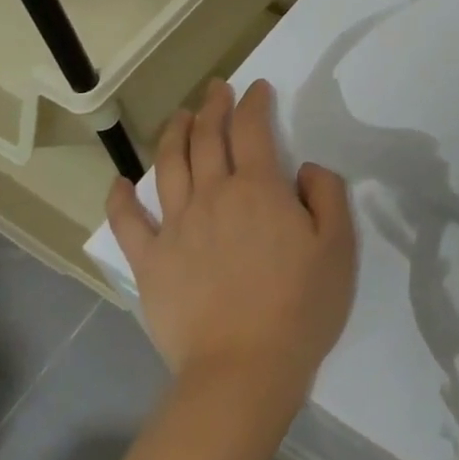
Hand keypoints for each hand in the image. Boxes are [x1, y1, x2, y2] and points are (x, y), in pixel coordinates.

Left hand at [106, 80, 355, 409]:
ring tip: (179, 116)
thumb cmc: (299, 307)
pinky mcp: (150, 261)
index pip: (252, 129)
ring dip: (173, 133)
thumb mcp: (339, 246)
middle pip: (207, 137)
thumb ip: (327, 195)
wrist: (243, 370)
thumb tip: (305, 169)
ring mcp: (176, 227)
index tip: (257, 89)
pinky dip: (121, 198)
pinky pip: (128, 222)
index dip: (254, 103)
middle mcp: (213, 195)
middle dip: (213, 107)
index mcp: (259, 188)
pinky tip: (119, 182)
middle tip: (216, 90)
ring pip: (168, 166)